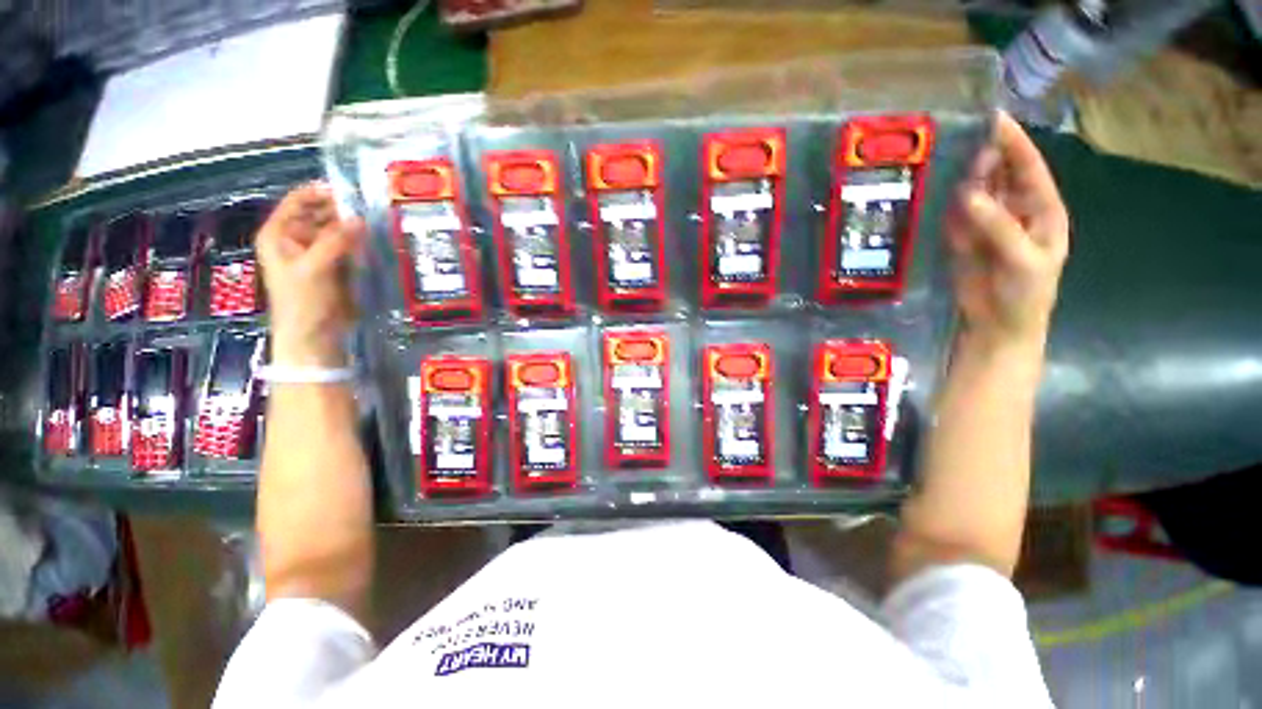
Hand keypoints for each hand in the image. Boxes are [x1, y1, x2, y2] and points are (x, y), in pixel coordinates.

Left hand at [255, 183, 365, 366]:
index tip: (348, 190)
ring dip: (353, 227)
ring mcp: (316, 253)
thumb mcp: (315, 268)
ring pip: (336, 230)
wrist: (314, 335)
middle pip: (319, 214)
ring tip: (375, 223)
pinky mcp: (335, 266)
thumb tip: (360, 219)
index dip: (320, 192)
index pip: (298, 201)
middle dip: (341, 210)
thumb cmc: (303, 301)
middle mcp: (296, 239)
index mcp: (279, 234)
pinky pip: (348, 247)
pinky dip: (359, 243)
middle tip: (369, 208)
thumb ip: (335, 242)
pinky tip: (373, 241)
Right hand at [945, 112, 1069, 350]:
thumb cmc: (1025, 294)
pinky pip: (953, 215)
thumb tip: (968, 193)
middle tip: (958, 140)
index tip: (993, 118)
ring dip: (961, 178)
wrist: (999, 325)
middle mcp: (1014, 210)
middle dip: (984, 155)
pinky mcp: (962, 238)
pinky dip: (944, 203)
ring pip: (974, 192)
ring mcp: (986, 224)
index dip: (1013, 143)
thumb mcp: (1022, 259)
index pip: (1028, 168)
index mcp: (1041, 210)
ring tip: (942, 161)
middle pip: (1000, 174)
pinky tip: (932, 191)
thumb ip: (998, 226)